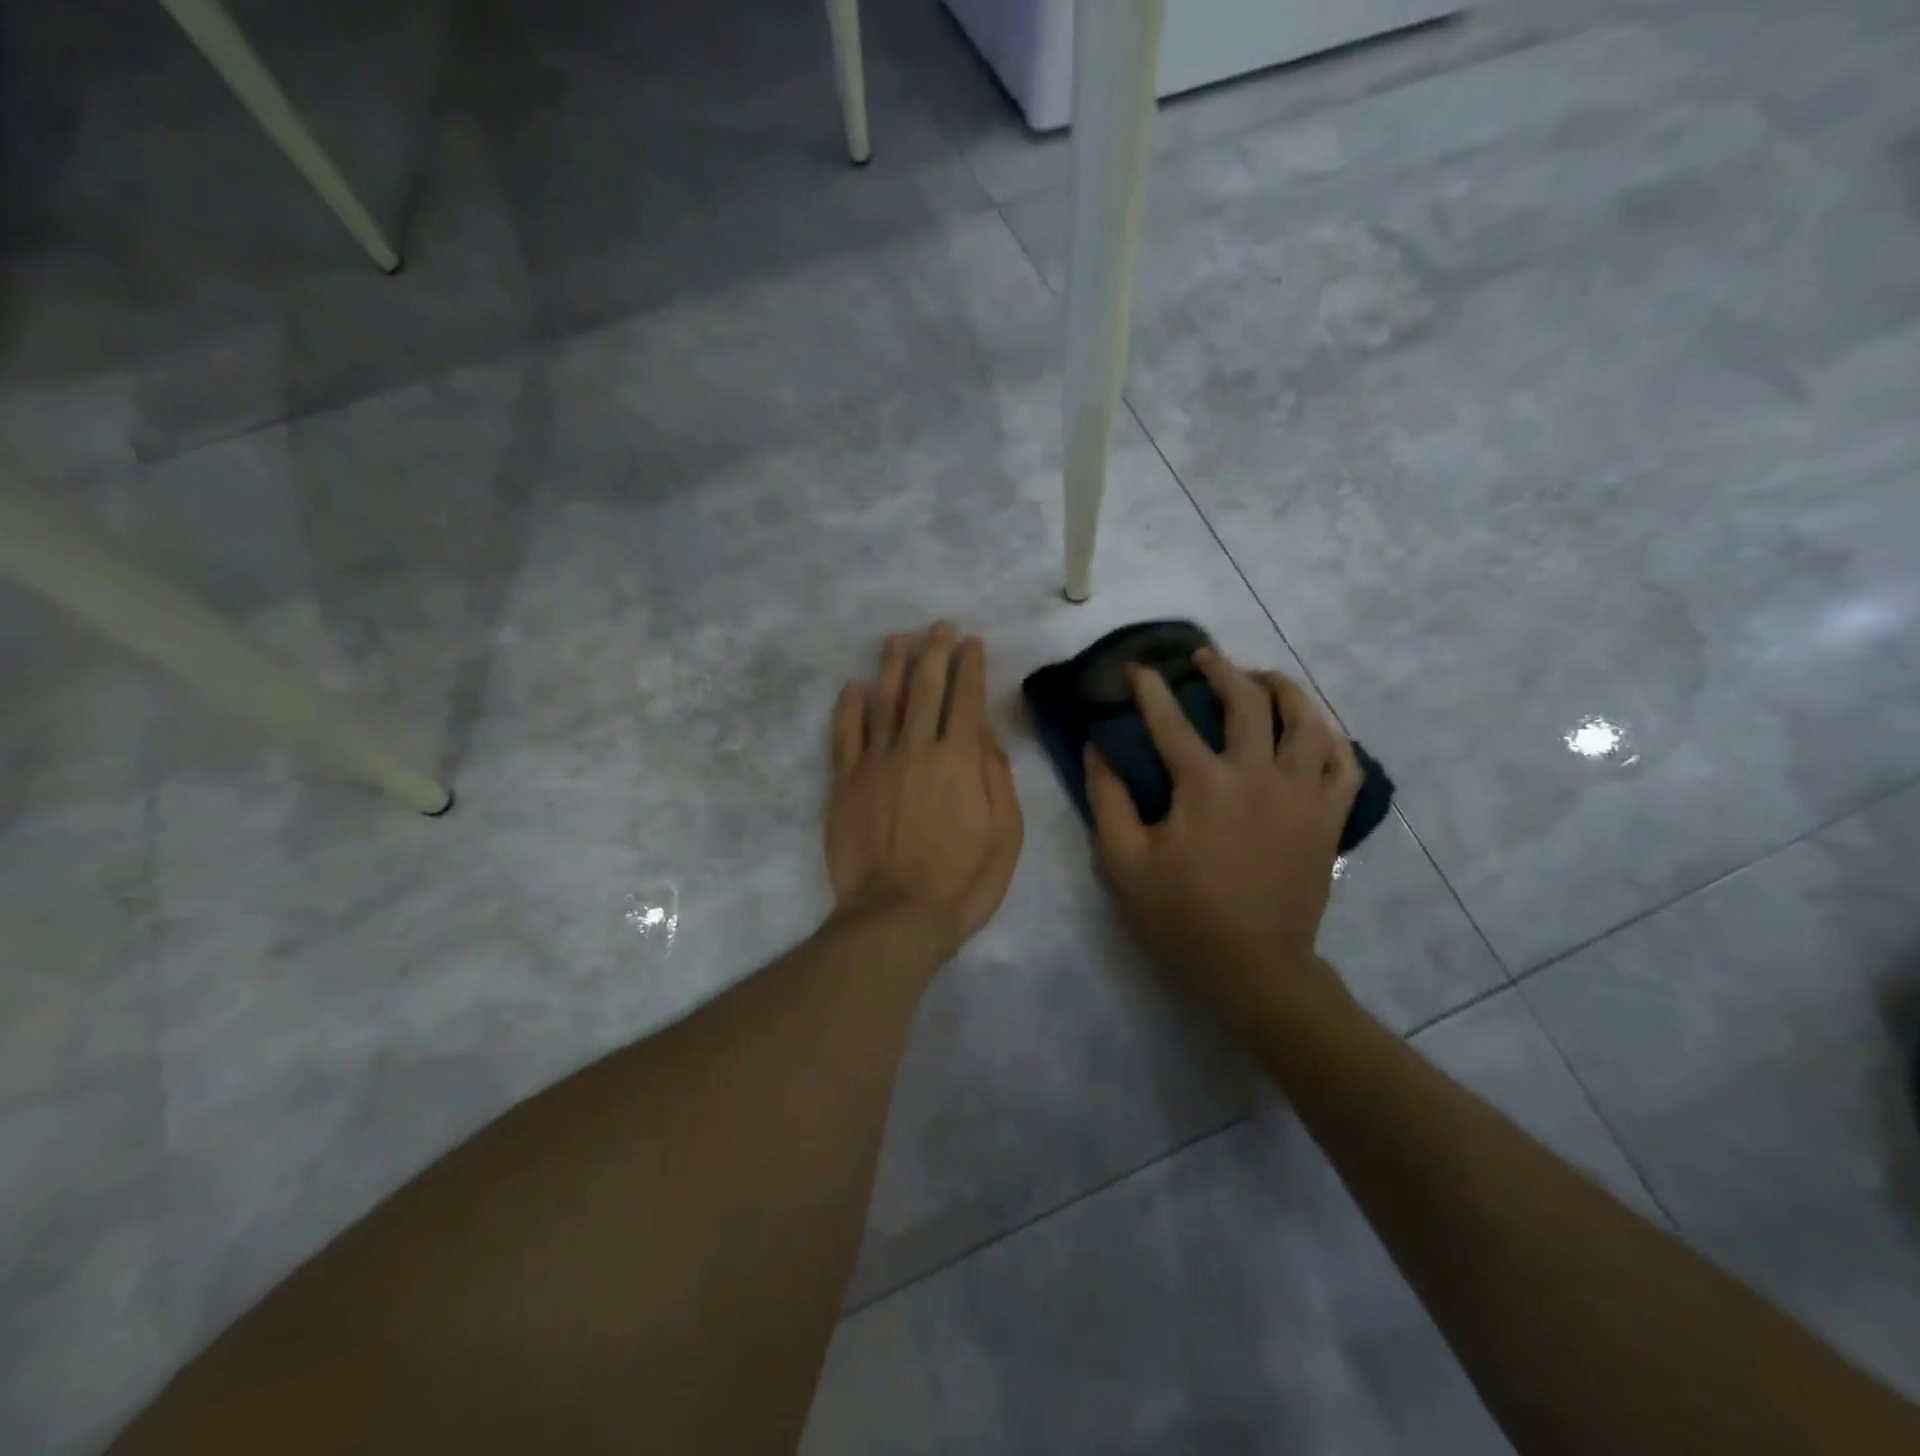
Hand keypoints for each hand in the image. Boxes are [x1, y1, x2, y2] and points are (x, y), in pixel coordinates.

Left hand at [826, 624, 1024, 963]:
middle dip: (935, 653)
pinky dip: (849, 708)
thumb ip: (997, 777)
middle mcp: (916, 749)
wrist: (896, 916)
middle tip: (938, 627)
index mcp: (959, 760)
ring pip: (884, 702)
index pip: (966, 700)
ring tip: (898, 639)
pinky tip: (853, 686)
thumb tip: (985, 733)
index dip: (970, 667)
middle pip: (925, 690)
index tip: (972, 642)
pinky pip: (845, 736)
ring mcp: (875, 763)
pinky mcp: (845, 783)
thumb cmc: (962, 881)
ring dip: (893, 667)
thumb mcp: (1005, 835)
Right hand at [1086, 649, 1359, 1030]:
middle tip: (1204, 658)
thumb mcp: (1124, 861)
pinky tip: (1315, 730)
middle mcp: (1259, 775)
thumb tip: (1097, 748)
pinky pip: (1344, 763)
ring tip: (1264, 678)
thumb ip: (1107, 800)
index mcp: (1205, 784)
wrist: (1255, 965)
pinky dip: (1331, 738)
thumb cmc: (1182, 914)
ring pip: (1307, 720)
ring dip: (1283, 689)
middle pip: (1247, 702)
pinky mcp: (1329, 817)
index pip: (1171, 719)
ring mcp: (1303, 793)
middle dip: (1222, 670)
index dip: (1150, 688)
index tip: (1137, 668)